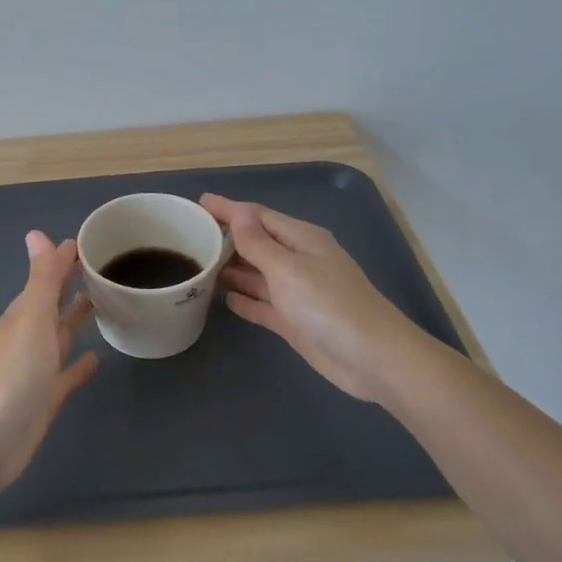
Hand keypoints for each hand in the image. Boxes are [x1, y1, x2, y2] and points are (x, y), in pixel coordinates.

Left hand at [0, 231, 98, 497]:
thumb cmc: (10, 374)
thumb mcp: (30, 320)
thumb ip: (40, 280)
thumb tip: (37, 233)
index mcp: (22, 315)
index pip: (46, 278)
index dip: (64, 260)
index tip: (92, 243)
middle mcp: (27, 337)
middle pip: (52, 304)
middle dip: (71, 286)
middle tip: (103, 269)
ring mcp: (34, 369)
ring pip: (59, 336)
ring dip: (75, 320)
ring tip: (103, 303)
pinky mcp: (44, 399)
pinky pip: (66, 375)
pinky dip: (79, 365)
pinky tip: (97, 359)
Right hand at [201, 194, 409, 403]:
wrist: (371, 358)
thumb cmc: (328, 305)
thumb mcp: (287, 268)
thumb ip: (258, 243)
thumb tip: (238, 213)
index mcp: (301, 239)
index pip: (257, 216)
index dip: (228, 209)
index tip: (198, 203)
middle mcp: (298, 261)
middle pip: (256, 244)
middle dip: (226, 238)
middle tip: (190, 236)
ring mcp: (296, 292)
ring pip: (257, 274)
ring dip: (231, 270)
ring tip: (199, 266)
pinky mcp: (294, 321)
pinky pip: (263, 304)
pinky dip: (245, 300)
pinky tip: (225, 300)